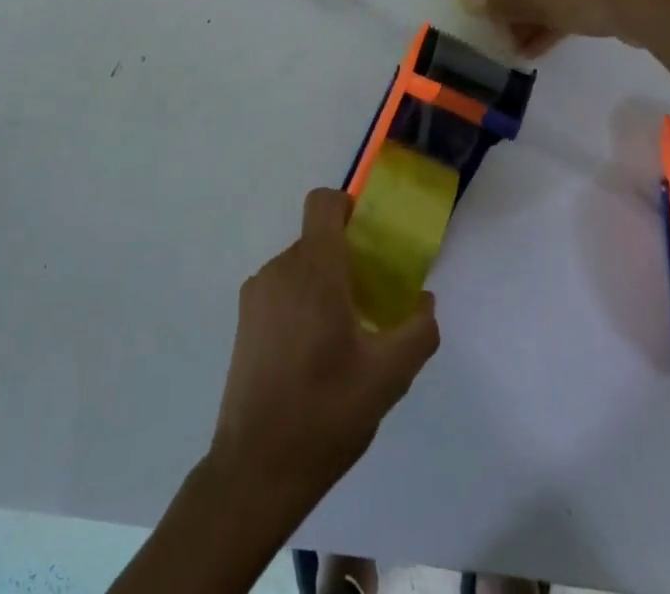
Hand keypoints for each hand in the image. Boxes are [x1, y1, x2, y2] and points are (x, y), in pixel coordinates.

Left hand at [209, 189, 440, 515]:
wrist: (256, 468)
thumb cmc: (326, 412)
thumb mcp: (388, 377)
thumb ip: (417, 331)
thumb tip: (425, 302)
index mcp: (314, 268)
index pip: (324, 202)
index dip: (348, 208)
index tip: (371, 241)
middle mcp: (281, 268)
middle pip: (317, 240)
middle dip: (346, 260)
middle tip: (372, 303)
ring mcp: (257, 294)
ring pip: (299, 268)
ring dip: (324, 286)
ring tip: (345, 340)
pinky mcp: (244, 321)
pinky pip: (281, 292)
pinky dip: (302, 305)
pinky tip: (315, 357)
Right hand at [460, 0, 669, 56]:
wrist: (647, 6)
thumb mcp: (536, 0)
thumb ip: (500, 3)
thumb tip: (467, 2)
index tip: (479, 14)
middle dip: (505, 8)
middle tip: (499, 35)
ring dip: (524, 20)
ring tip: (515, 49)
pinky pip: (560, 3)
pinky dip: (545, 23)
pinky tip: (534, 51)